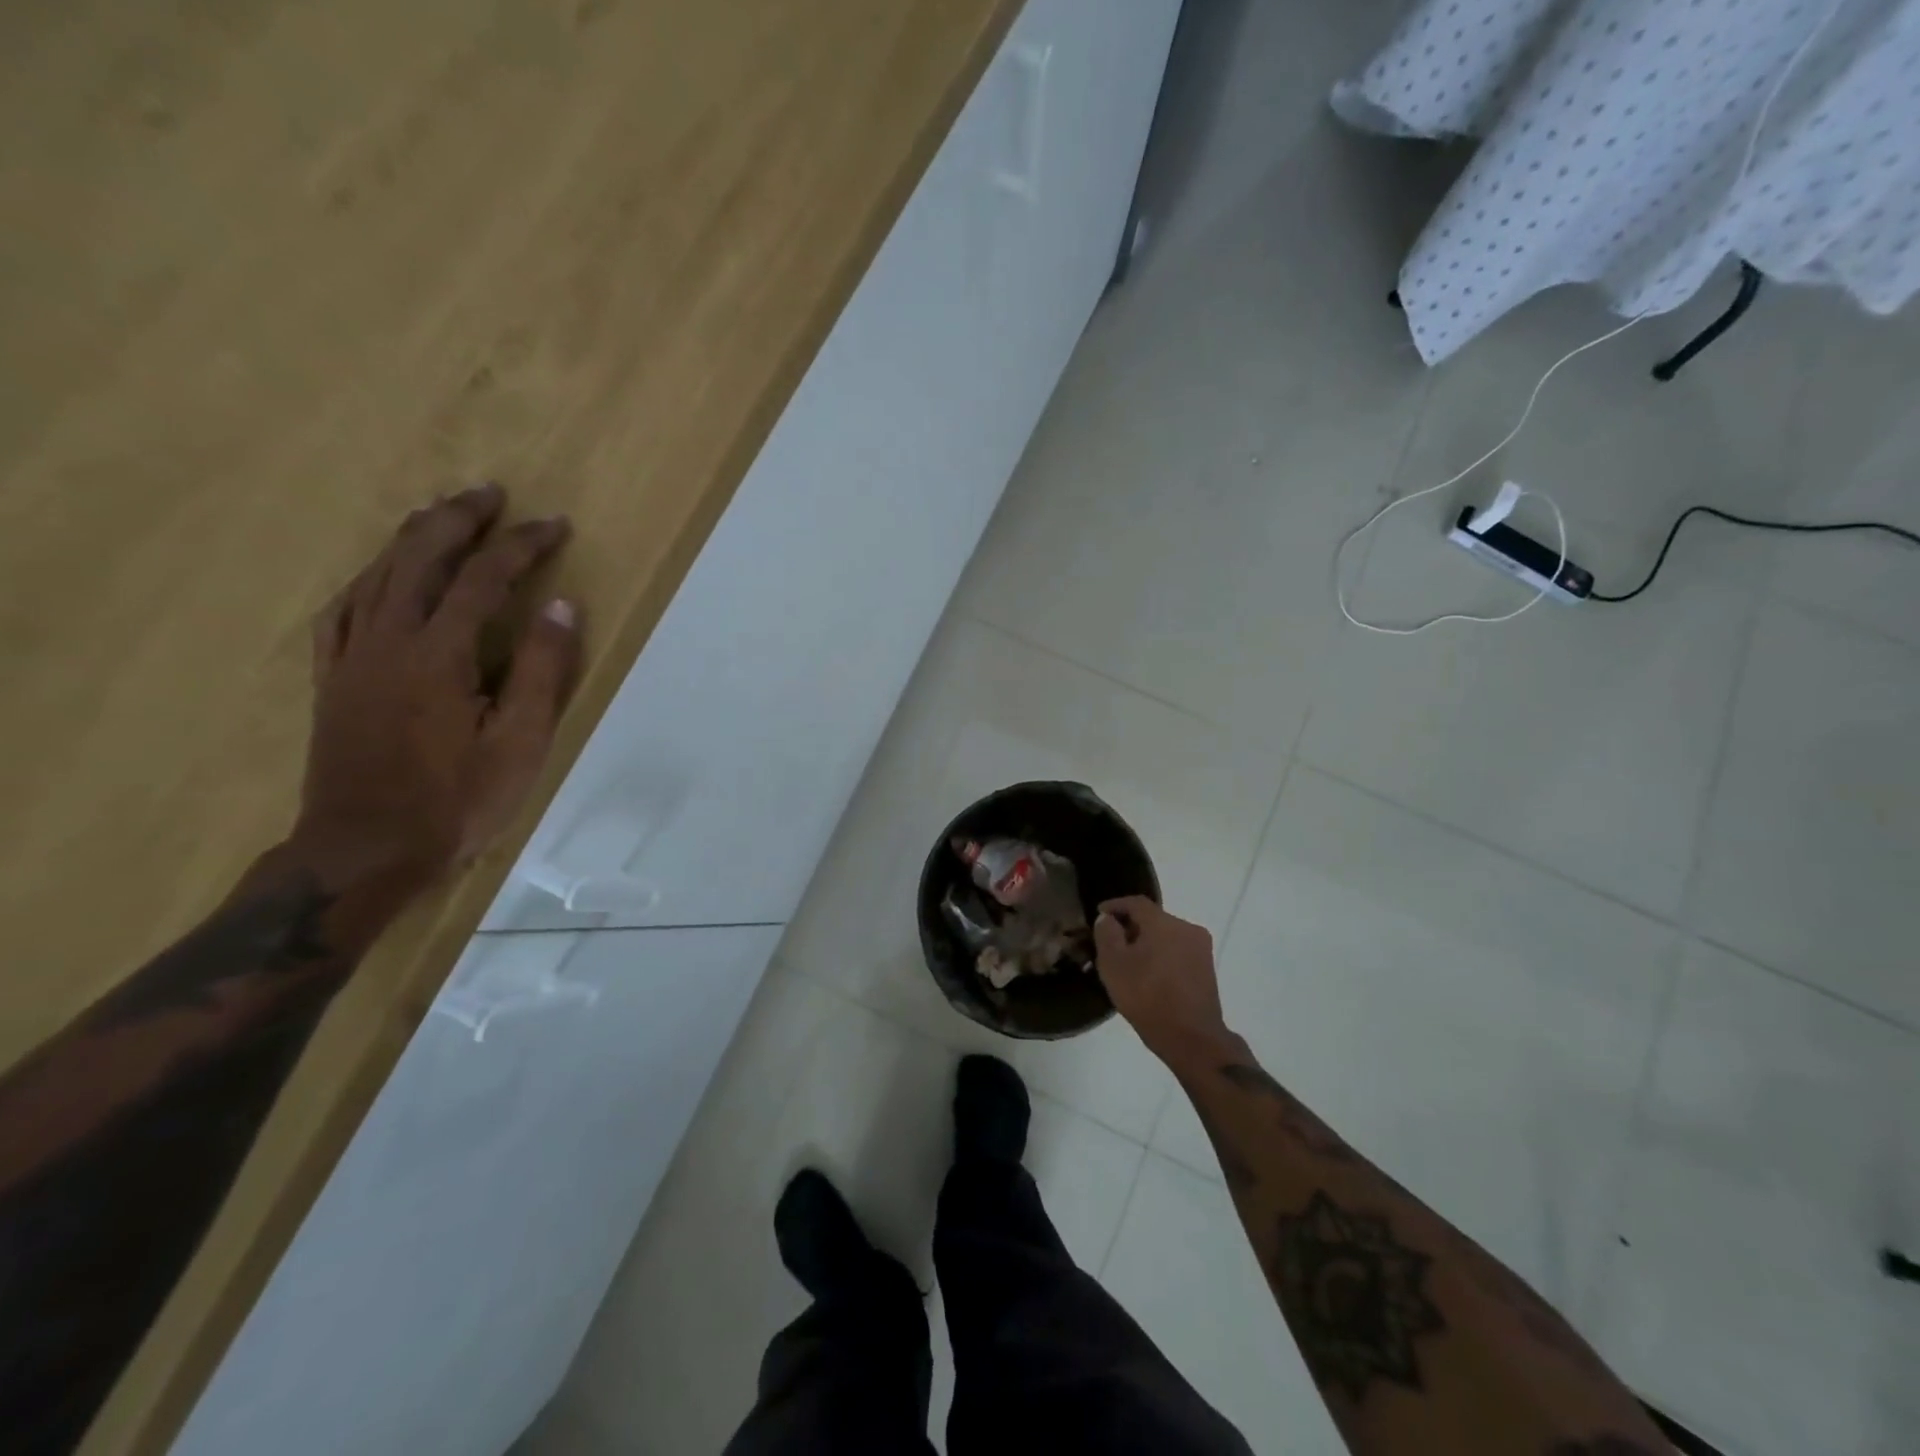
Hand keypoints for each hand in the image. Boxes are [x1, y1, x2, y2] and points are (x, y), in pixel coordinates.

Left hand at [292, 484, 582, 893]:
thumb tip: (562, 606)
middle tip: (491, 494)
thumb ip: (543, 670)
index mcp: (439, 654)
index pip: (483, 579)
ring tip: (441, 514)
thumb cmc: (457, 801)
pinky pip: (342, 609)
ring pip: (377, 574)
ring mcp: (351, 657)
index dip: (521, 546)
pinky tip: (379, 574)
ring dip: (413, 537)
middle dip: (459, 520)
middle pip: (419, 558)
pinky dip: (367, 578)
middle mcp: (387, 640)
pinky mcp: (332, 678)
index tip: (555, 525)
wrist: (365, 850)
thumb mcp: (522, 742)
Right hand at [1093, 897, 1234, 1070]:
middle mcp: (1187, 928)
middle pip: (1153, 918)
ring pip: (1167, 935)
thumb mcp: (1113, 965)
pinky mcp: (1207, 969)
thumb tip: (1108, 919)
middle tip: (1111, 941)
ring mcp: (1201, 949)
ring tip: (1129, 960)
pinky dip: (1162, 955)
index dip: (1115, 905)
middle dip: (1131, 926)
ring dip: (1147, 942)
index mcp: (1164, 923)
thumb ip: (1107, 934)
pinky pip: (1178, 951)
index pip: (1136, 903)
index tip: (1099, 914)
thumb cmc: (1147, 997)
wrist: (1192, 1038)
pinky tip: (1150, 974)